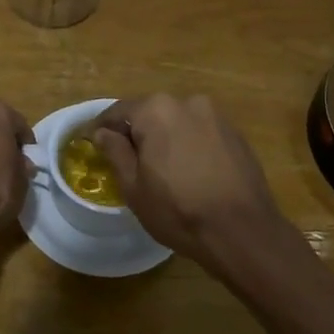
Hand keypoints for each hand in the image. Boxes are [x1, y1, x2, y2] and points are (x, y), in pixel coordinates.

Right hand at [92, 94, 287, 265]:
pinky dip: (190, 146)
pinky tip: (190, 173)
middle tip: (128, 161)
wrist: (242, 231)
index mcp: (157, 110)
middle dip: (138, 133)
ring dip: (166, 139)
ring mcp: (217, 116)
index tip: (91, 142)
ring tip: (162, 170)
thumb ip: (115, 152)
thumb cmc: (178, 210)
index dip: (102, 128)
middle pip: (151, 113)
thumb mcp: (134, 187)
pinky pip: (202, 134)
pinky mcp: (236, 134)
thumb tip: (102, 132)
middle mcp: (188, 102)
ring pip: (179, 123)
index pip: (119, 111)